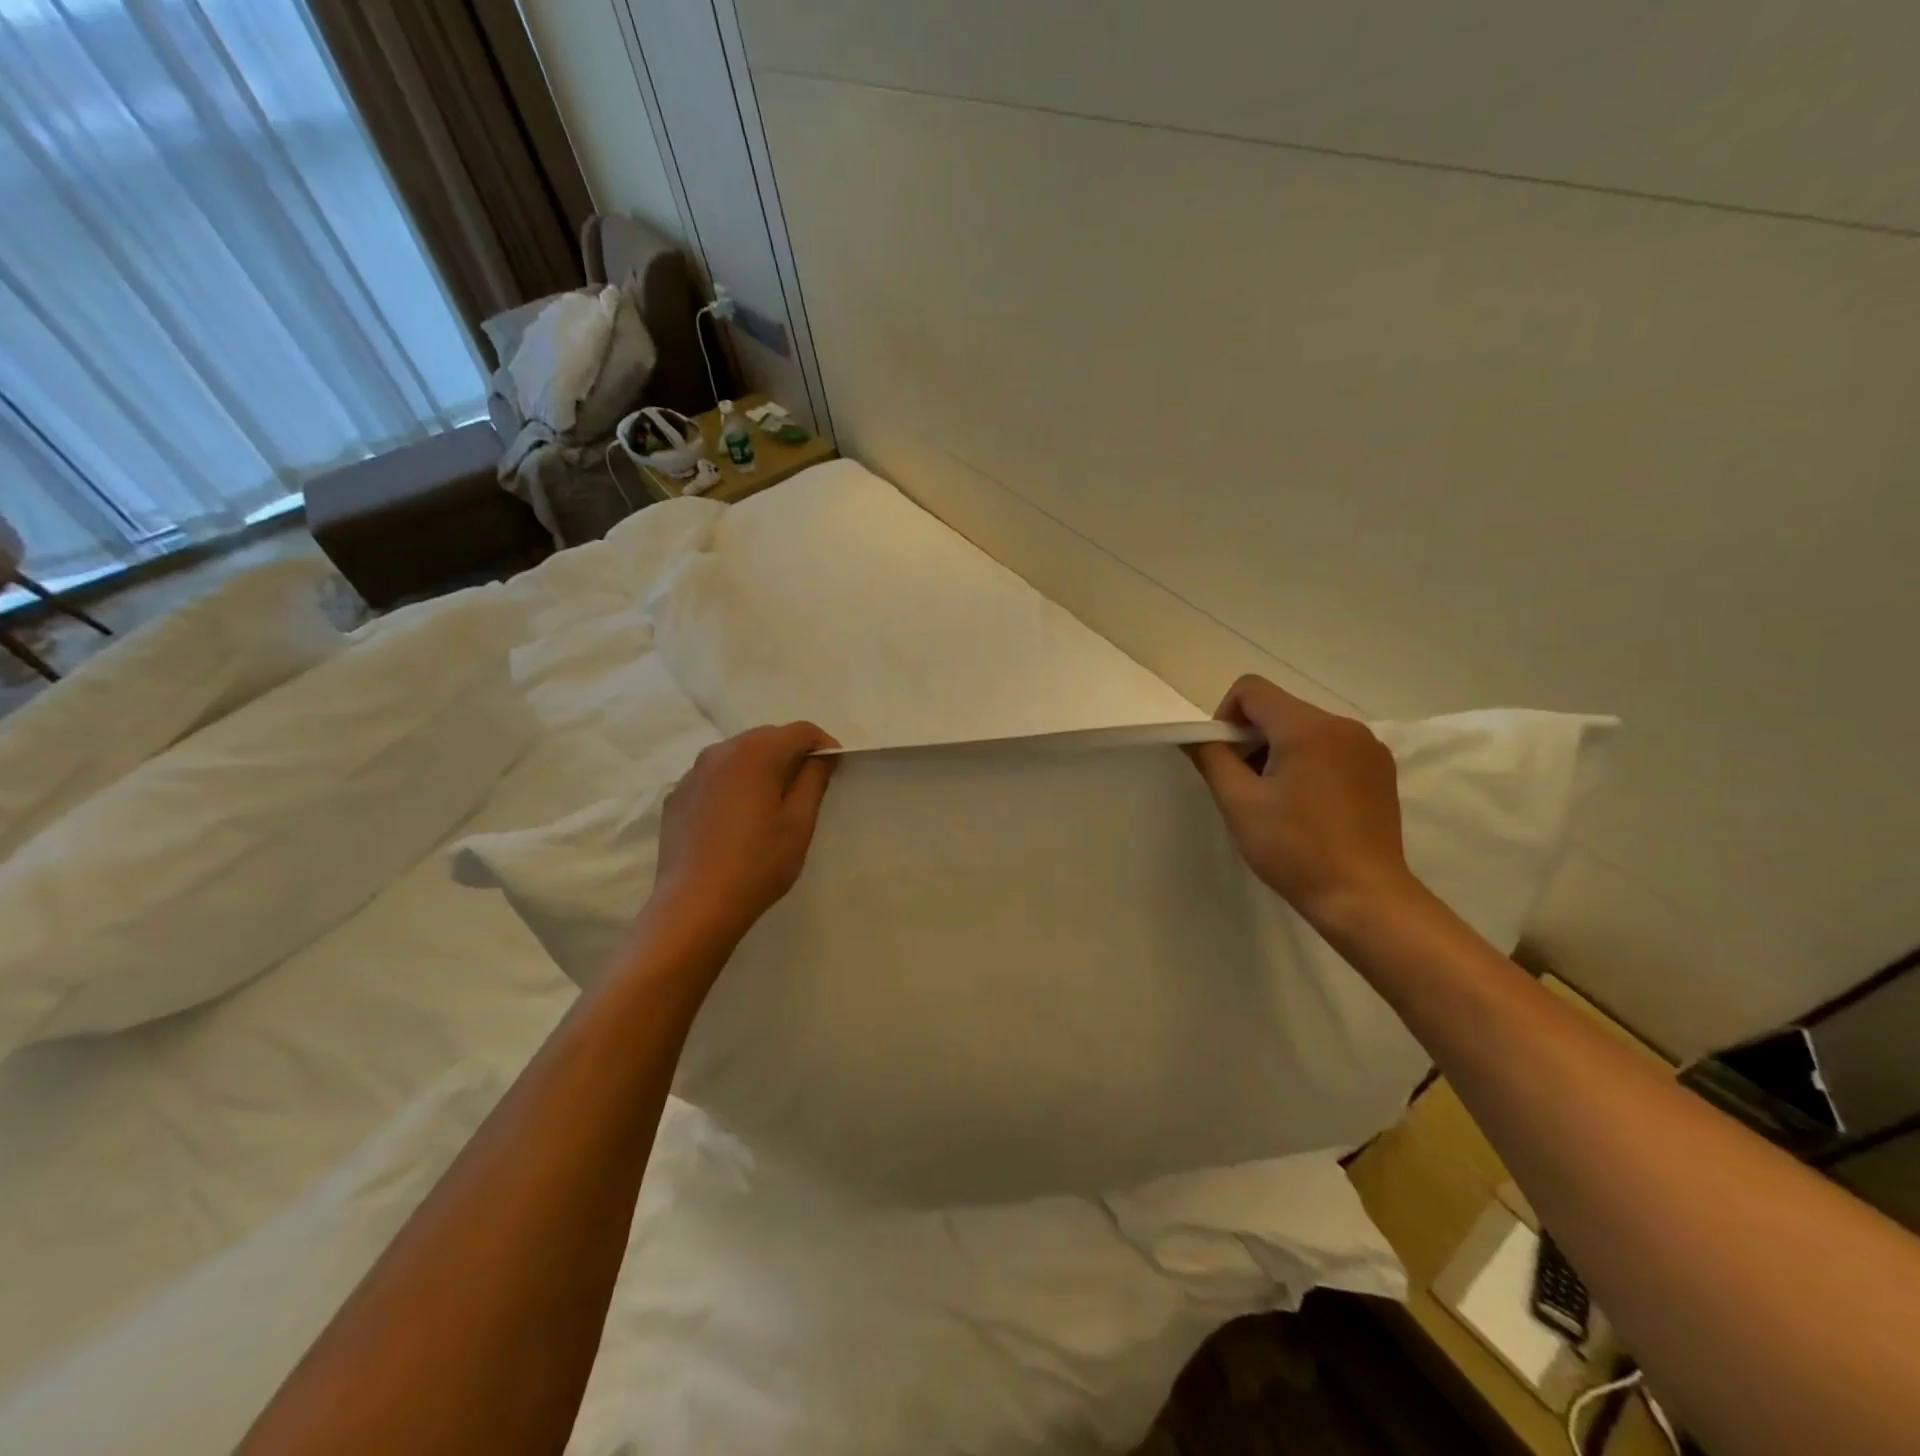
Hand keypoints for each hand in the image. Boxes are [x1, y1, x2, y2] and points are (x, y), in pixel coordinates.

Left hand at [643, 722, 839, 957]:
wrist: (694, 906)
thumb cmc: (757, 864)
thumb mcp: (799, 822)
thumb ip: (814, 779)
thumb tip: (823, 754)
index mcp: (756, 753)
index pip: (801, 731)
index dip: (823, 745)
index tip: (834, 769)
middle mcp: (720, 751)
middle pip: (767, 737)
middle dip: (791, 754)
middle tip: (806, 788)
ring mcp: (693, 773)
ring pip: (738, 755)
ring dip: (761, 768)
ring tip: (771, 804)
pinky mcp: (677, 796)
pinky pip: (715, 777)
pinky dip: (734, 785)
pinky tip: (737, 820)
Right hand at [1187, 676, 1415, 929]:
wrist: (1363, 897)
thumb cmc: (1294, 849)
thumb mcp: (1239, 803)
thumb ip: (1211, 758)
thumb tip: (1193, 736)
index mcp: (1308, 727)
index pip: (1251, 690)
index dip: (1225, 717)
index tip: (1224, 758)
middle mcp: (1344, 725)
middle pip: (1279, 709)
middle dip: (1252, 738)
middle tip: (1244, 786)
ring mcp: (1368, 747)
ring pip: (1305, 729)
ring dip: (1279, 751)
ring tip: (1276, 800)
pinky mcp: (1380, 769)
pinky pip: (1332, 747)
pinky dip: (1309, 763)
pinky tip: (1307, 805)